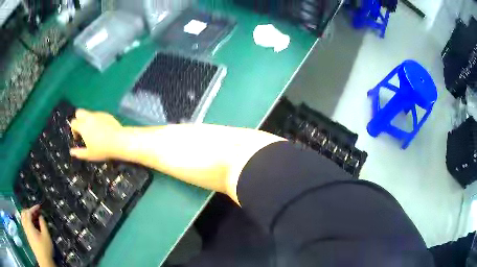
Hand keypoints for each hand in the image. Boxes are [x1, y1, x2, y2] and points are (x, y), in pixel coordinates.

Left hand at [20, 205, 54, 266]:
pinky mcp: (27, 235)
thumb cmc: (45, 248)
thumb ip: (43, 224)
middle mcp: (25, 225)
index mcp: (29, 224)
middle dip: (29, 210)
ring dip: (27, 215)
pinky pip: (24, 223)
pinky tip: (32, 225)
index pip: (29, 211)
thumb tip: (40, 216)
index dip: (34, 208)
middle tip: (36, 212)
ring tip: (33, 218)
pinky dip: (26, 220)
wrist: (43, 260)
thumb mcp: (46, 236)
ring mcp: (25, 230)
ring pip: (23, 218)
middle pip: (24, 213)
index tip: (39, 206)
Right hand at [70, 109, 122, 160]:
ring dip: (88, 120)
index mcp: (83, 125)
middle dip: (78, 119)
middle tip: (83, 130)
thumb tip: (71, 152)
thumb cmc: (102, 149)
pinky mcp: (107, 114)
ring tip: (93, 132)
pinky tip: (102, 130)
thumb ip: (79, 153)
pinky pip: (98, 115)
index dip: (73, 130)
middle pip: (79, 112)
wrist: (119, 141)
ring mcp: (98, 114)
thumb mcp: (89, 155)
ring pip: (89, 113)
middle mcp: (89, 117)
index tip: (78, 139)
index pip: (73, 122)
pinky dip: (97, 120)